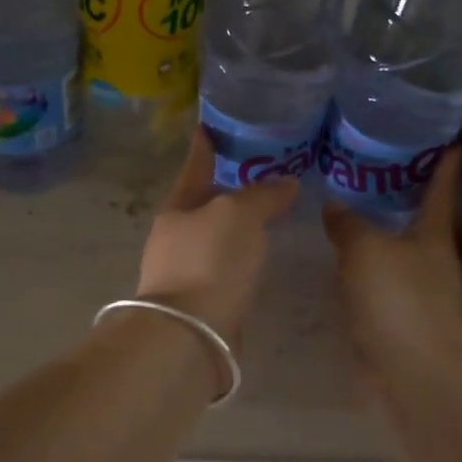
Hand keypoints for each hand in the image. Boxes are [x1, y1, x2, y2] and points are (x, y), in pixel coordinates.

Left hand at [133, 131, 298, 348]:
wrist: (192, 335)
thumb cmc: (209, 262)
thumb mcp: (238, 216)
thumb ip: (262, 195)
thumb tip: (286, 183)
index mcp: (176, 209)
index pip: (194, 168)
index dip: (204, 147)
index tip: (209, 127)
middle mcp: (175, 237)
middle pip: (204, 204)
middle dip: (227, 189)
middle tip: (260, 172)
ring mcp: (185, 271)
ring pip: (216, 237)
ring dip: (237, 226)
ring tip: (269, 213)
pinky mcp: (201, 301)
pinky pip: (226, 267)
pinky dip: (242, 257)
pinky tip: (261, 256)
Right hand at [323, 148, 461, 396]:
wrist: (415, 375)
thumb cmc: (399, 301)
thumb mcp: (366, 251)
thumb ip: (348, 225)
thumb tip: (335, 206)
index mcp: (433, 237)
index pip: (440, 192)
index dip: (444, 168)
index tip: (452, 144)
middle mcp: (432, 263)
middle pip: (419, 225)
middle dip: (403, 203)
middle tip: (371, 177)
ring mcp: (419, 296)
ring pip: (397, 256)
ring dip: (378, 240)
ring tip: (345, 221)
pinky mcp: (401, 324)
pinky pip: (379, 287)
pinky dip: (363, 274)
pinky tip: (338, 271)